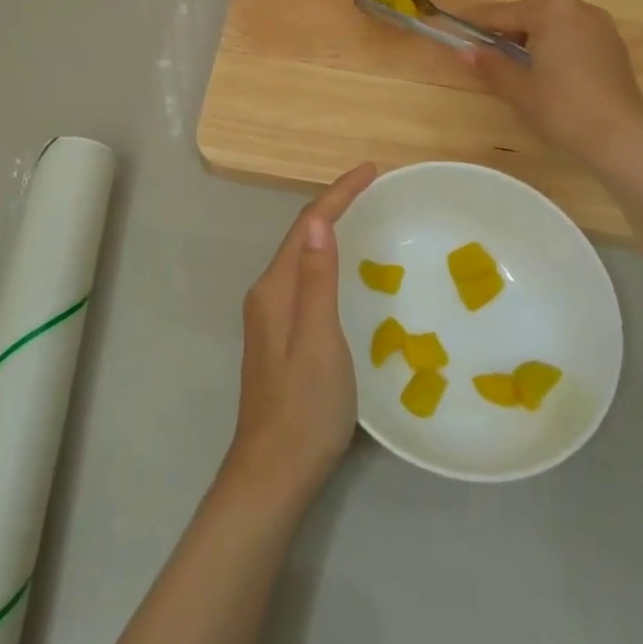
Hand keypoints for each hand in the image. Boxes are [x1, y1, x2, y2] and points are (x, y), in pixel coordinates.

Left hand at [223, 162, 376, 510]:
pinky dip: (328, 260)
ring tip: (366, 215)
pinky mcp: (281, 336)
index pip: (307, 225)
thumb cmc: (304, 407)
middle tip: (374, 188)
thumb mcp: (318, 340)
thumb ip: (316, 280)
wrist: (274, 473)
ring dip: (331, 230)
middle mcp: (268, 294)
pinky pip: (307, 279)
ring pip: (303, 257)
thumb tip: (316, 221)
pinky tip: (348, 270)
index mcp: (275, 289)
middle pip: (301, 236)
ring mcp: (272, 317)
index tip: (371, 170)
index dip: (338, 194)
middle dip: (335, 205)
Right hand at [464, 0, 642, 163]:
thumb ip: (490, 64)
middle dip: (513, 23)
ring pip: (558, 17)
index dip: (476, 22)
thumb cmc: (562, 107)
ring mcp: (600, 24)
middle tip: (497, 51)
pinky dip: (560, 41)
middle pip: (534, 6)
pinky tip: (555, 70)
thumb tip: (465, 50)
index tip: (455, 26)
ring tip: (526, 62)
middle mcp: (577, 8)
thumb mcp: (518, 88)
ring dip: (538, 31)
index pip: (502, 13)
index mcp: (550, 12)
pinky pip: (577, 31)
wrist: (620, 135)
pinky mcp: (614, 44)